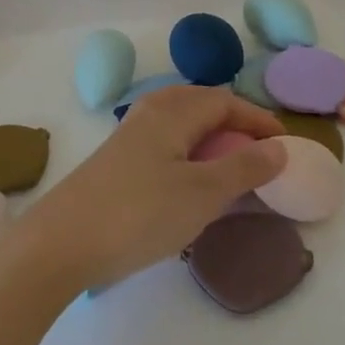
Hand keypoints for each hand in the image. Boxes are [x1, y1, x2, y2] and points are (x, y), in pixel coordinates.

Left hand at [15, 85, 286, 292]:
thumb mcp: (202, 193)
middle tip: (258, 152)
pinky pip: (164, 142)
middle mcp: (150, 112)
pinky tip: (189, 183)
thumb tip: (279, 147)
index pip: (225, 101)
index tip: (284, 144)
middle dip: (234, 122)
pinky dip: (188, 152)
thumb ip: (244, 168)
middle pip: (201, 104)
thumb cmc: (139, 213)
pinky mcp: (116, 161)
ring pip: (180, 123)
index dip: (257, 119)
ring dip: (210, 138)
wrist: (59, 243)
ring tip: (229, 167)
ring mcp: (129, 136)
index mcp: (173, 110)